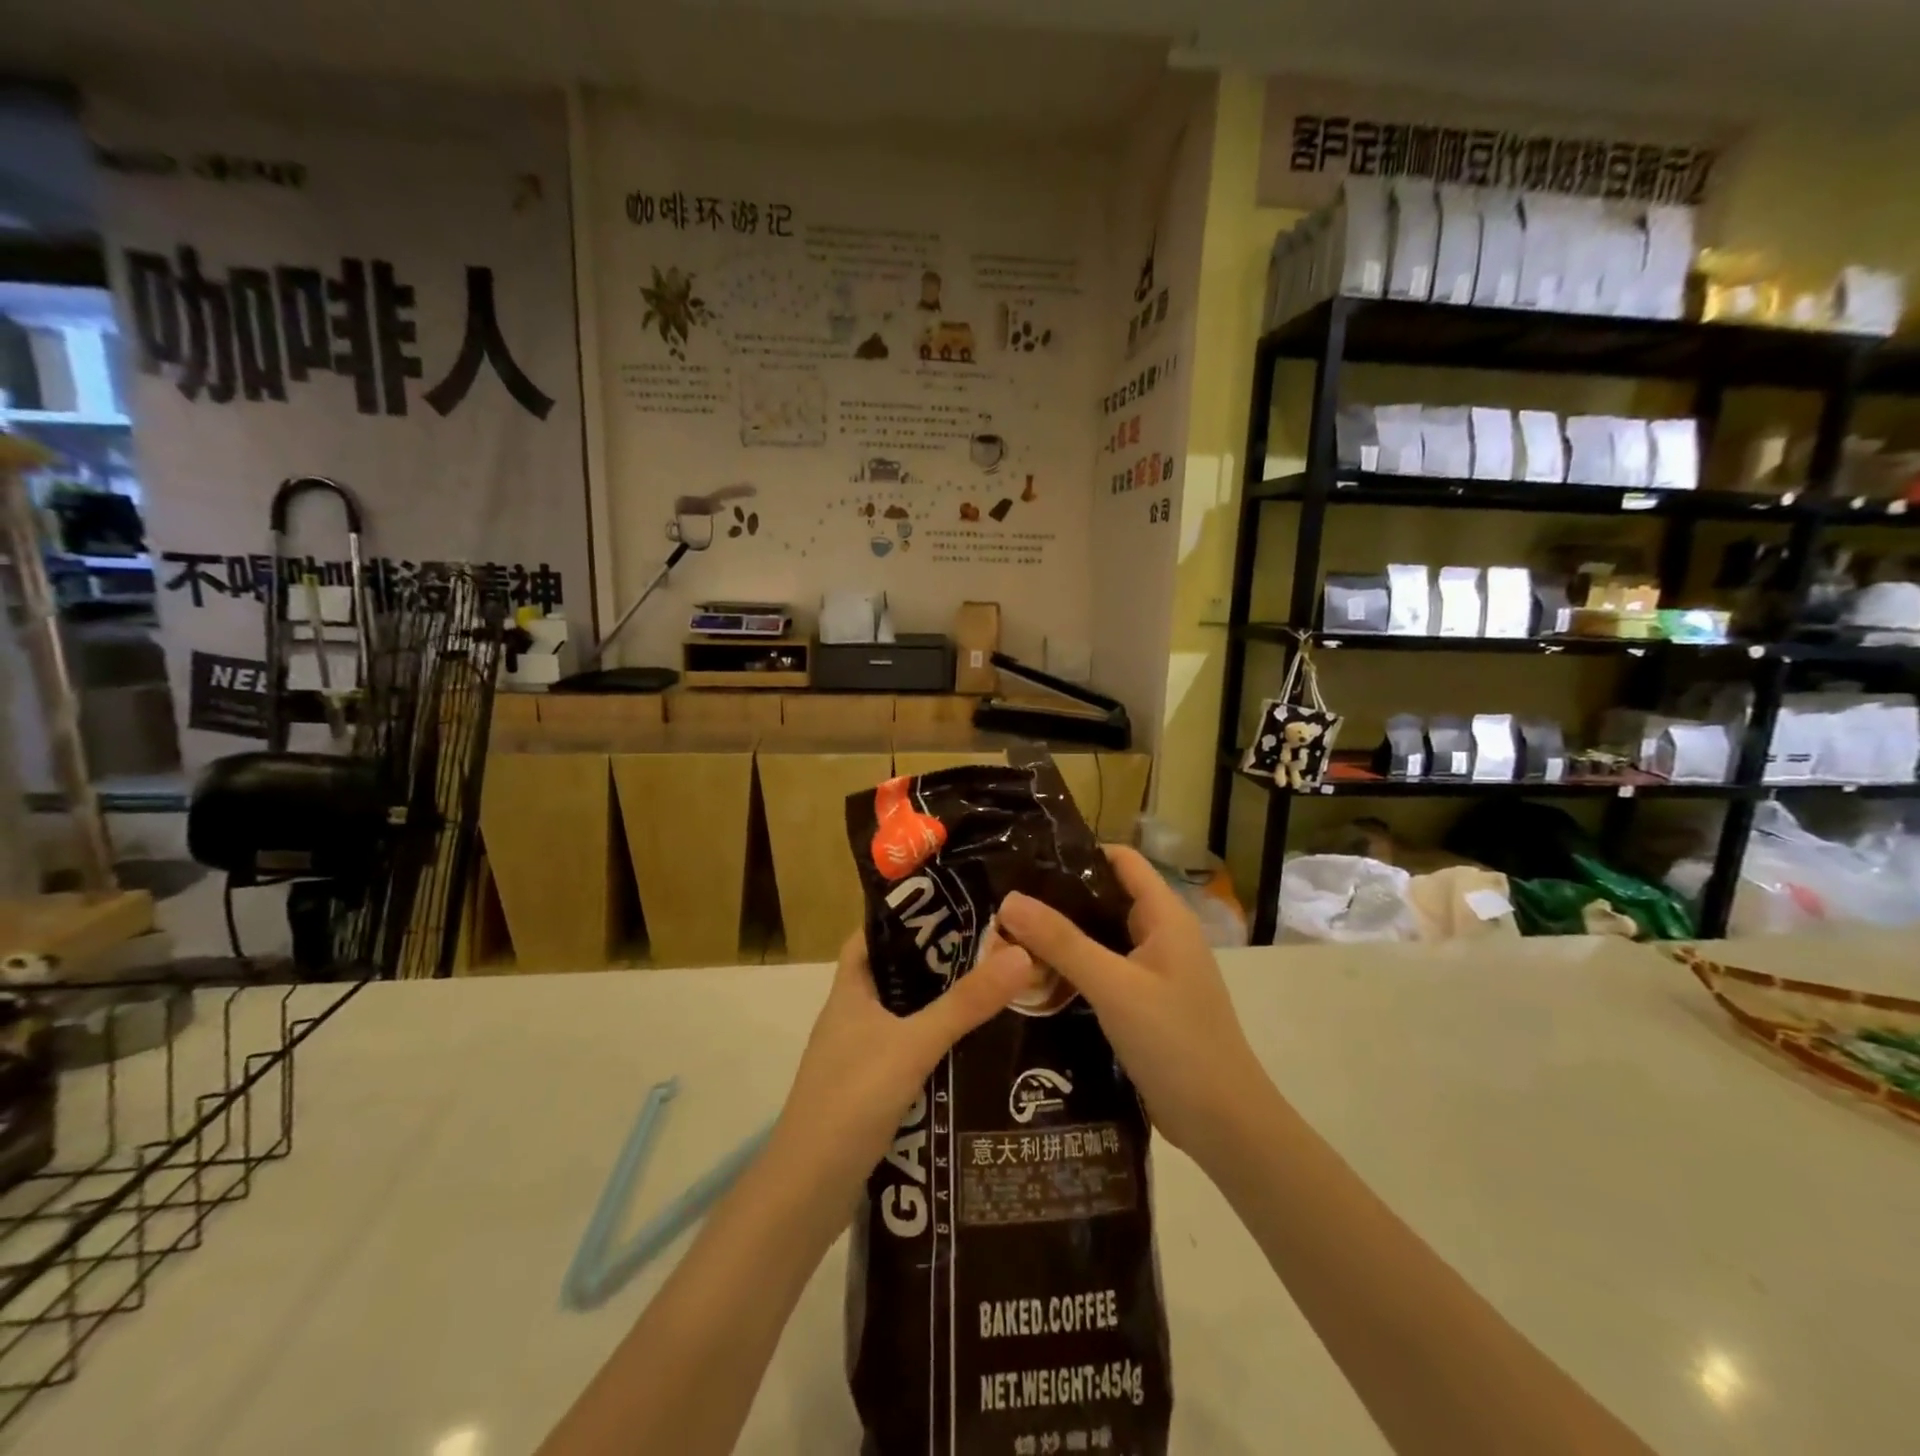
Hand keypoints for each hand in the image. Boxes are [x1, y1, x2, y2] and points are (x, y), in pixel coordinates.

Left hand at [771, 931, 1034, 1198]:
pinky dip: (939, 1046)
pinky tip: (976, 1050)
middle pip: (898, 974)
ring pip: (907, 1016)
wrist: (808, 1192)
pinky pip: (911, 1053)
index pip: (874, 935)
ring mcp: (861, 1055)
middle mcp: (852, 1017)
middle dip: (940, 962)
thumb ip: (965, 1003)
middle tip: (993, 947)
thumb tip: (1021, 953)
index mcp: (850, 991)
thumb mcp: (913, 1044)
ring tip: (996, 990)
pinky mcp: (873, 1091)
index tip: (955, 906)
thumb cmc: (852, 1099)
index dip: (908, 916)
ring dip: (943, 1006)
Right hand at [997, 846, 1268, 1161]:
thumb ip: (1062, 942)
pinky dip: (1072, 970)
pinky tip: (1034, 980)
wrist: (1223, 1124)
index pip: (1121, 860)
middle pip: (1105, 899)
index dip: (1079, 852)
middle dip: (1059, 899)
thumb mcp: (1114, 986)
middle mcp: (1161, 936)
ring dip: (1062, 939)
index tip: (1028, 858)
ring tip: (1008, 937)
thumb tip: (1009, 900)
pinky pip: (1102, 972)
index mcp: (1165, 916)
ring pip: (1101, 939)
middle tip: (1005, 903)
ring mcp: (1154, 972)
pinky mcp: (1144, 1004)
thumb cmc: (1175, 1042)